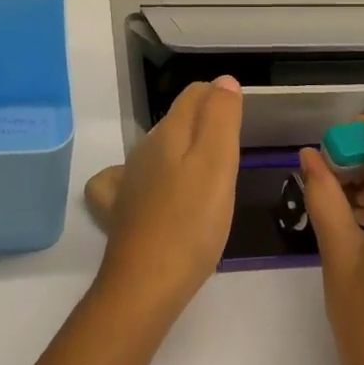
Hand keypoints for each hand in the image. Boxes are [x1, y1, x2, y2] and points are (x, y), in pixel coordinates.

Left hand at [95, 77, 242, 313]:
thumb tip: (223, 81)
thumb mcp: (217, 165)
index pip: (194, 95)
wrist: (146, 284)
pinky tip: (158, 193)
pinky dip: (149, 177)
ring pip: (159, 150)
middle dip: (204, 123)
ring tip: (207, 173)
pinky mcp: (122, 210)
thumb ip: (221, 119)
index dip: (219, 97)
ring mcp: (129, 181)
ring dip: (183, 151)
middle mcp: (144, 150)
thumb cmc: (192, 223)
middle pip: (177, 121)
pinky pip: (132, 180)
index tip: (242, 117)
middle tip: (233, 147)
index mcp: (169, 134)